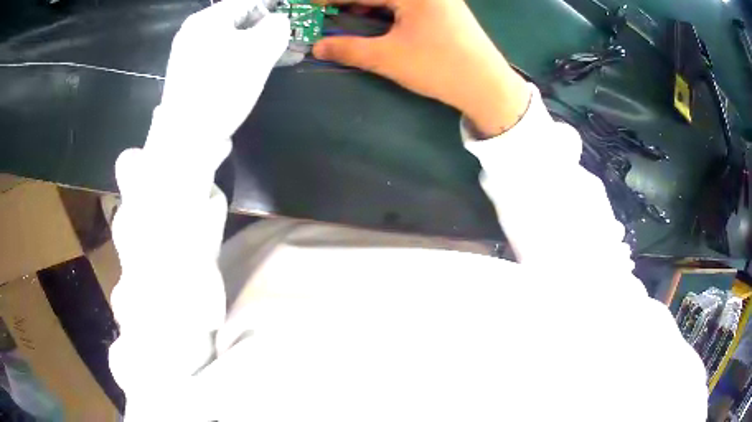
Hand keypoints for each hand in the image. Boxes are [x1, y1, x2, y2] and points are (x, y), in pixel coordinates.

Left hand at [158, 0, 289, 143]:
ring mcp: (189, 55)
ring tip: (275, 55)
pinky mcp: (190, 75)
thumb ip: (276, 27)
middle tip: (284, 40)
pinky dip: (239, 58)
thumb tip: (277, 22)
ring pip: (230, 39)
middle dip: (264, 27)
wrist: (186, 139)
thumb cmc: (222, 88)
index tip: (290, 18)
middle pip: (237, 19)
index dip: (273, 6)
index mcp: (206, 19)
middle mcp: (193, 32)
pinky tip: (251, 70)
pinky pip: (220, 57)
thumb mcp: (259, 52)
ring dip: (254, 44)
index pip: (248, 1)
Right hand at [313, 0, 529, 136]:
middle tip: (328, 13)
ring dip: (369, 6)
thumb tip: (317, 47)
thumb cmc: (438, 67)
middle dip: (351, 3)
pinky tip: (377, 20)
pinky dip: (388, 10)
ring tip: (348, 16)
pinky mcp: (446, 10)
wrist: (488, 87)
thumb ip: (349, 48)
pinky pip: (408, 4)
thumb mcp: (388, 58)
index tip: (311, 4)